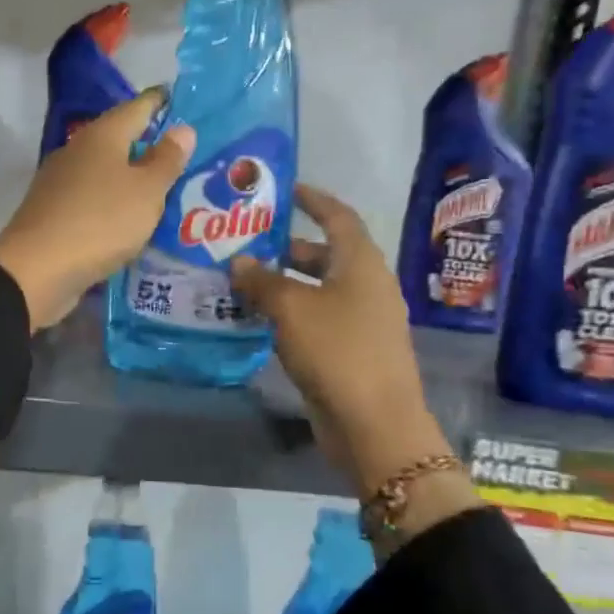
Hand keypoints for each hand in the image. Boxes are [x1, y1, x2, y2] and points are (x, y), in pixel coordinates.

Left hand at [0, 89, 194, 331]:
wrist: (36, 270)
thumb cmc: (100, 222)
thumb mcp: (146, 192)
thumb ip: (166, 161)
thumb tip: (183, 129)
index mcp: (102, 136)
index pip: (137, 107)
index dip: (160, 102)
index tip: (182, 100)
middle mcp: (78, 151)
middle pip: (119, 139)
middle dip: (149, 144)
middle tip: (184, 153)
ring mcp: (62, 182)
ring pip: (106, 171)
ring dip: (132, 177)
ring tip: (165, 189)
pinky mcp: (55, 212)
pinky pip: (95, 198)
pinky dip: (115, 202)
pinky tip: (132, 218)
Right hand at [232, 186, 481, 539]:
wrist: (374, 424)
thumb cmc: (337, 351)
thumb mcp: (292, 309)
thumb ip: (262, 281)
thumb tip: (239, 261)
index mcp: (361, 263)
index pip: (337, 216)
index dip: (312, 199)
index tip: (283, 190)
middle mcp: (366, 285)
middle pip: (324, 254)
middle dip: (286, 247)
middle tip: (245, 242)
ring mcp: (361, 320)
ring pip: (317, 289)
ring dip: (282, 283)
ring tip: (240, 280)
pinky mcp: (350, 351)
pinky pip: (316, 319)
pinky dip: (289, 313)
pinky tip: (257, 319)